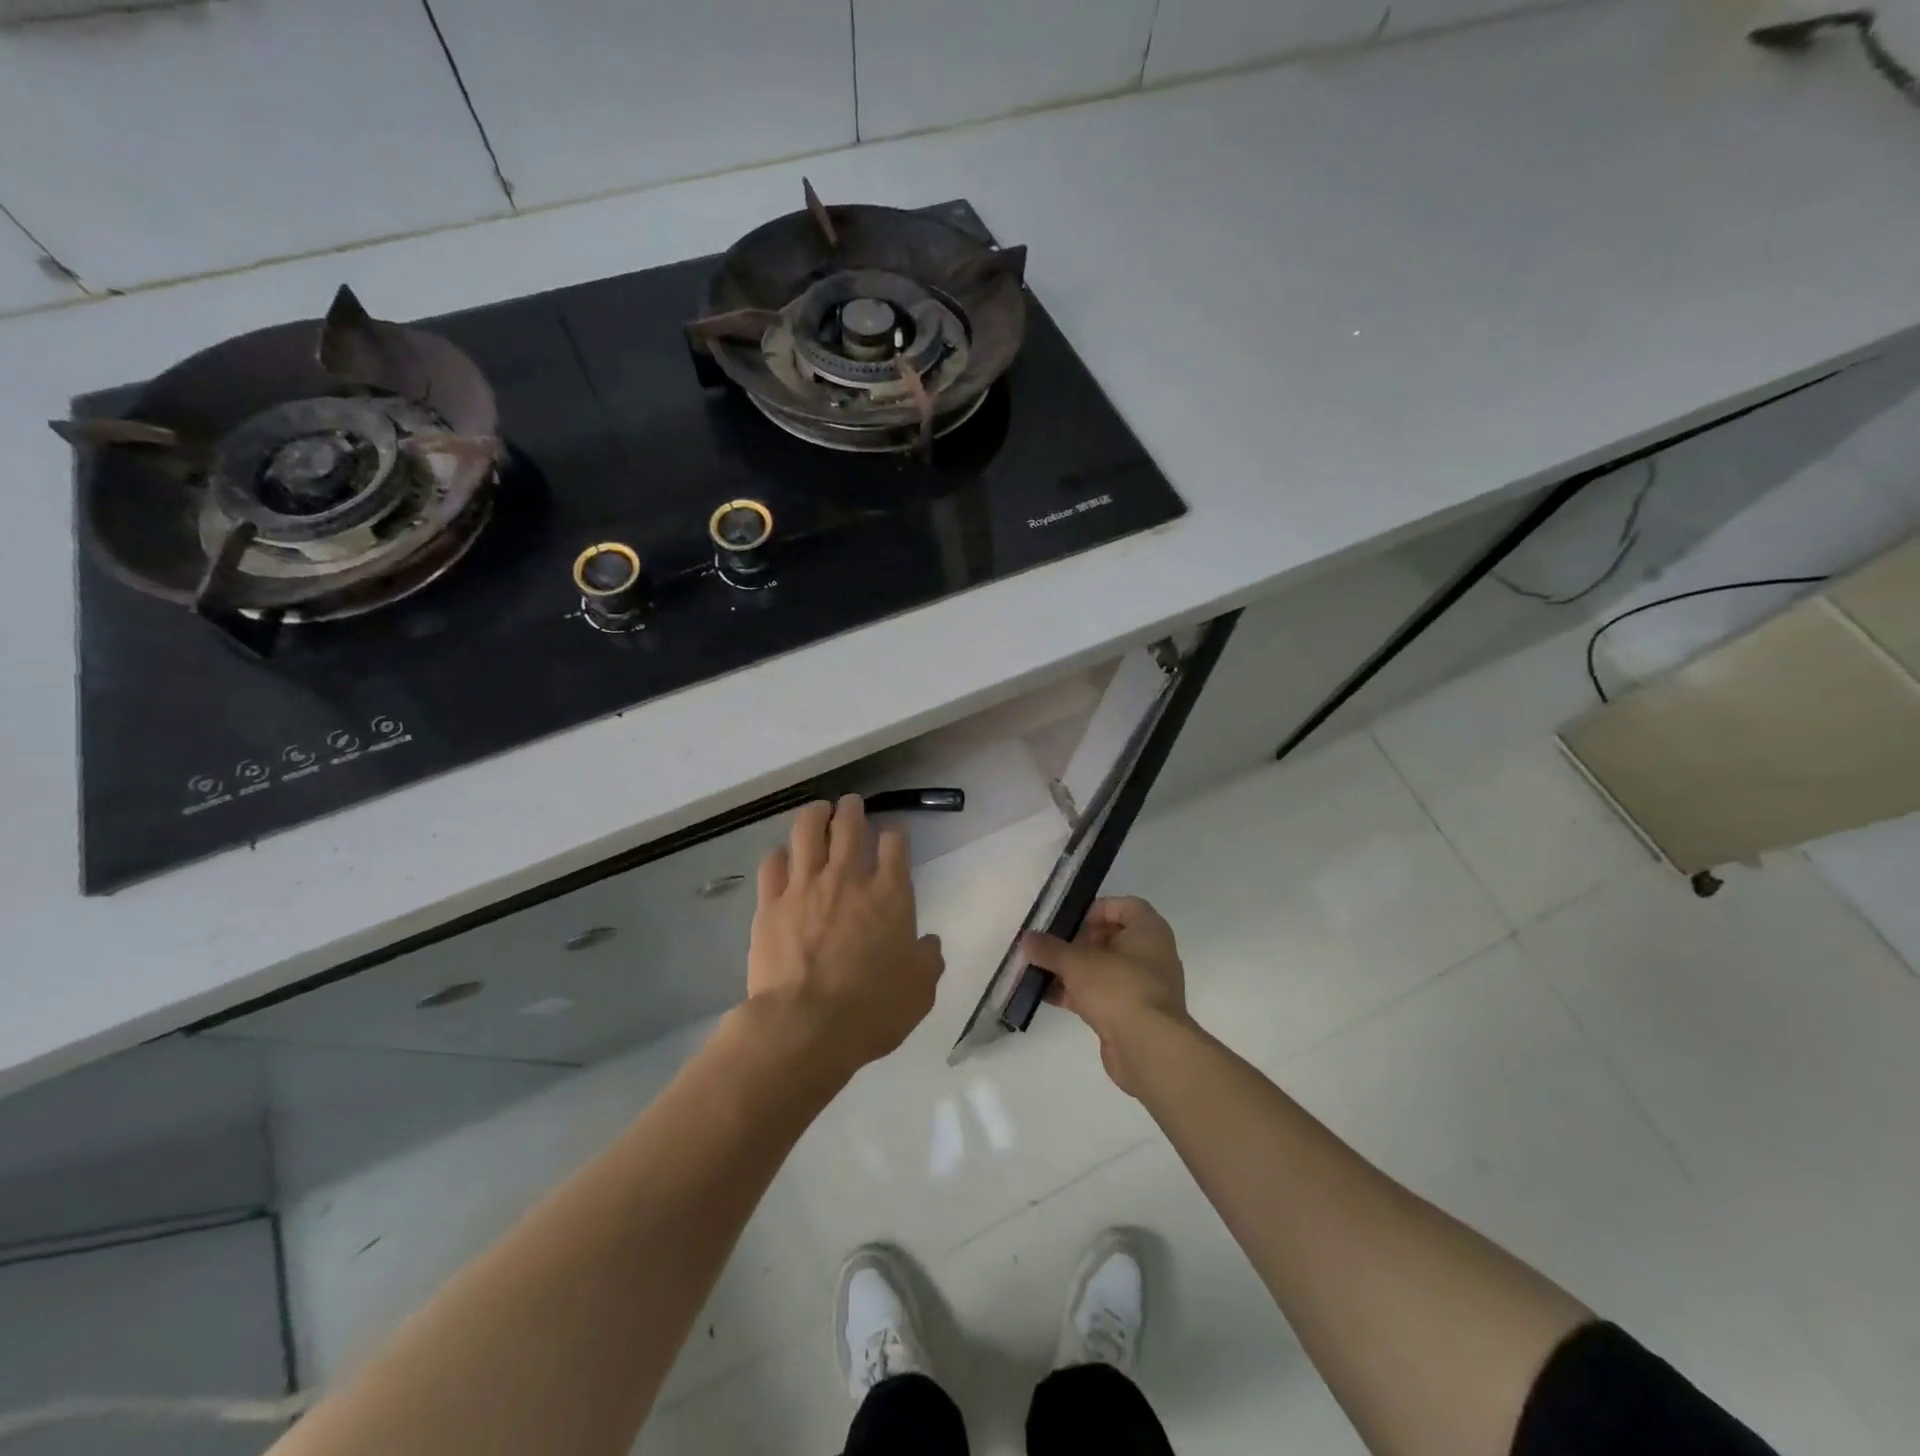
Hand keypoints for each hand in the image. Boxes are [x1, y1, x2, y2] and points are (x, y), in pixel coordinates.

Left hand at [747, 795, 944, 1073]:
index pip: (895, 845)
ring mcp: (805, 887)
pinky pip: (772, 864)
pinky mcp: (771, 903)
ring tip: (818, 810)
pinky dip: (780, 854)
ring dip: (815, 815)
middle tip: (851, 805)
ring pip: (807, 831)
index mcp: (890, 894)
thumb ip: (927, 960)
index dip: (895, 835)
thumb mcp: (919, 991)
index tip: (892, 836)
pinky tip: (783, 855)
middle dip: (852, 810)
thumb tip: (928, 944)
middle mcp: (848, 879)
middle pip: (849, 825)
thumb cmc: (871, 1010)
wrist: (805, 1027)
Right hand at [1021, 896, 1191, 1095]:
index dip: (1095, 909)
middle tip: (1050, 946)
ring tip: (1041, 970)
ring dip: (1074, 970)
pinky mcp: (1132, 1015)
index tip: (1069, 922)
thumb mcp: (1077, 962)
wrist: (1149, 1049)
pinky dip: (1078, 994)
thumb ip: (1050, 949)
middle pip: (1111, 938)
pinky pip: (1102, 995)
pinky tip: (1048, 996)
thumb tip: (1026, 938)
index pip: (1124, 905)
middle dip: (1078, 942)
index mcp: (1149, 931)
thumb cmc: (1119, 988)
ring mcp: (1143, 987)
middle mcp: (1151, 954)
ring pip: (1103, 969)